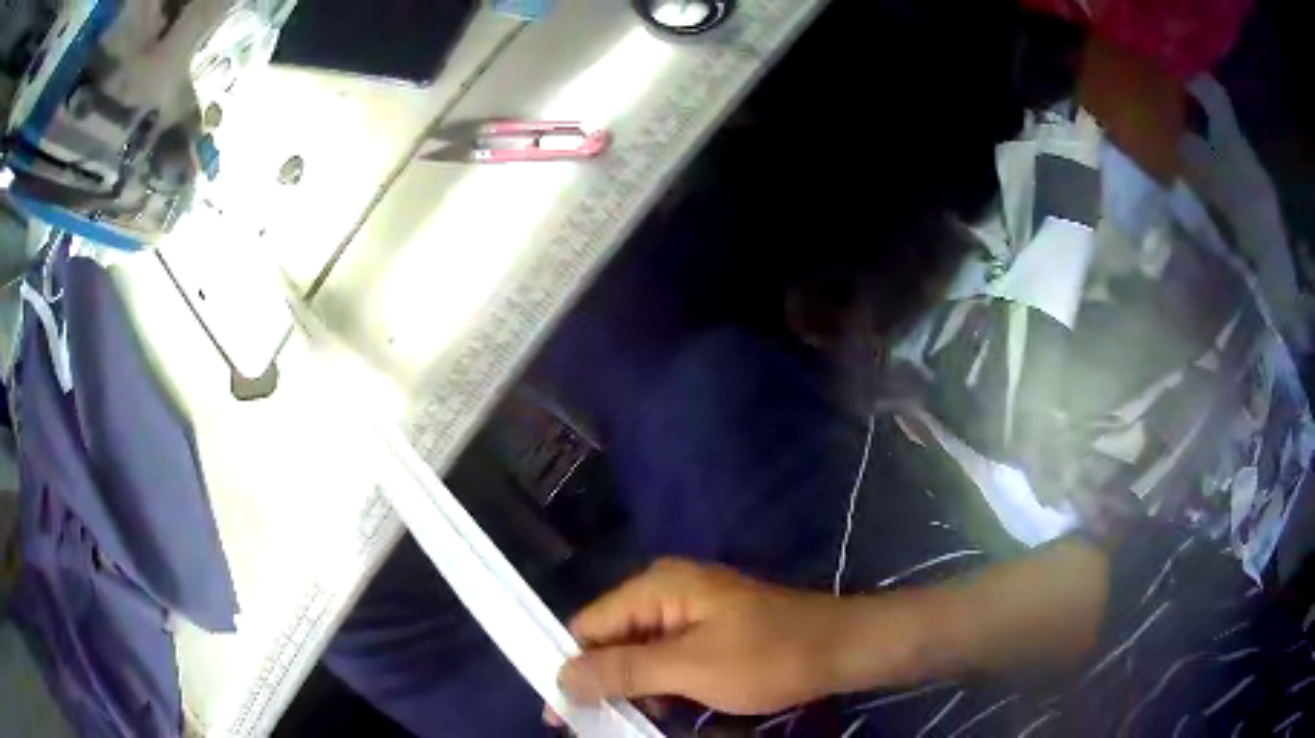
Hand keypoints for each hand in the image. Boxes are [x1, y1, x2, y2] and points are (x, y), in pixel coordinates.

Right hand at [556, 559, 866, 715]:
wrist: (841, 648)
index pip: (588, 624)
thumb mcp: (690, 667)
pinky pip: (666, 658)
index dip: (569, 667)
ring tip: (616, 726)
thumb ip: (623, 671)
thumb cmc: (768, 656)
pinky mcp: (709, 632)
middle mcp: (666, 592)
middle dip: (598, 682)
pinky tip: (657, 712)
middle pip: (611, 639)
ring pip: (638, 652)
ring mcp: (690, 612)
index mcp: (657, 588)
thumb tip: (561, 677)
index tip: (559, 713)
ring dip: (628, 688)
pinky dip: (656, 686)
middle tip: (585, 727)